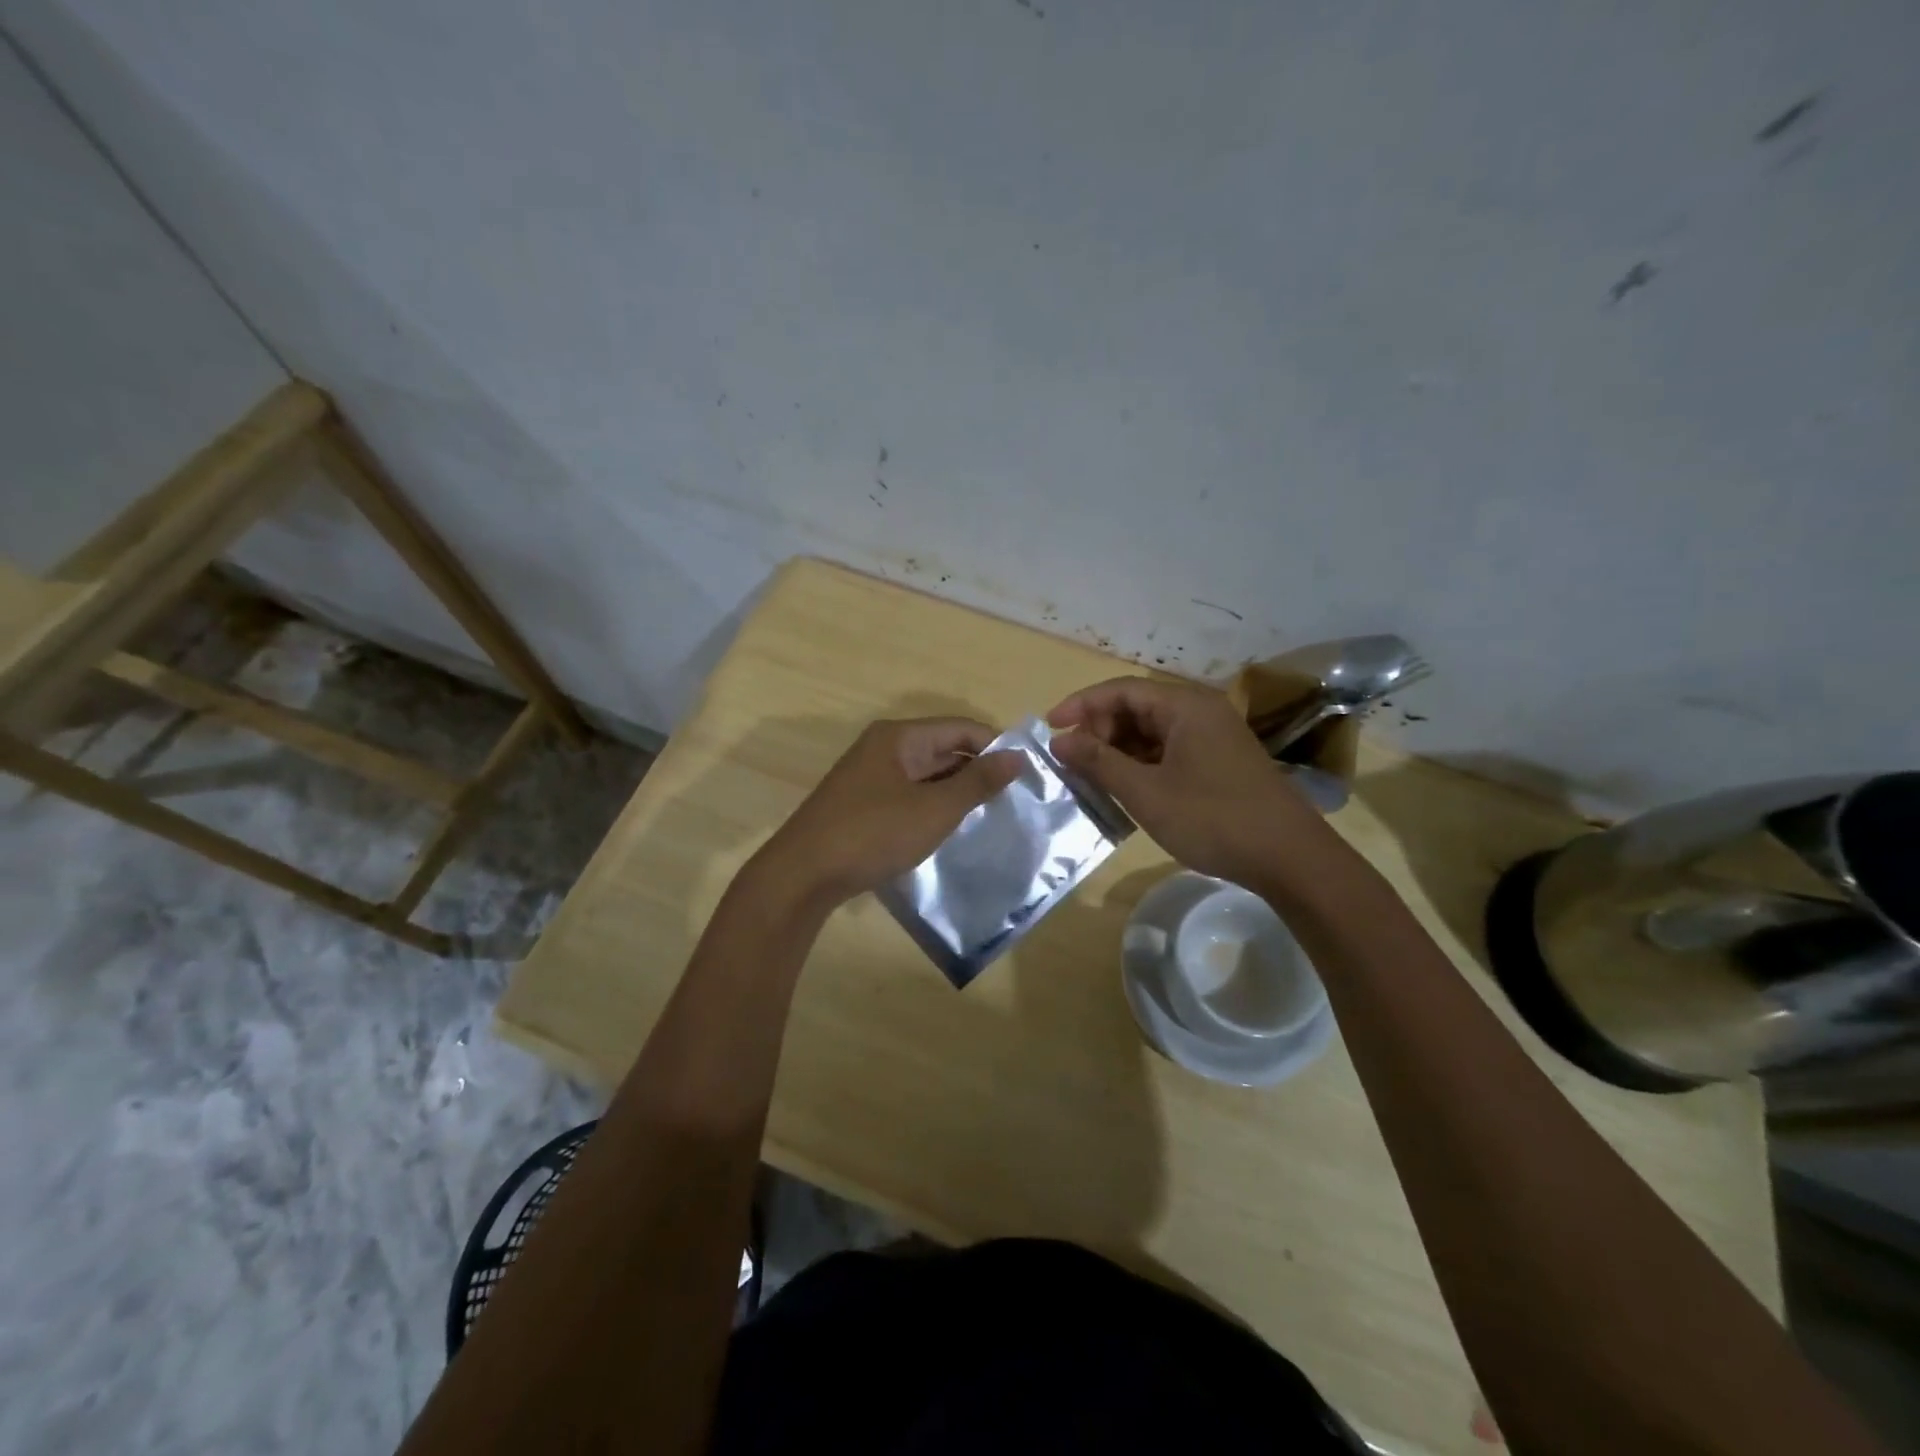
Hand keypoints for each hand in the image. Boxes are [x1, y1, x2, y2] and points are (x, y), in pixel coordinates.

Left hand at [755, 717, 1024, 907]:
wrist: (803, 875)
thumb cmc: (873, 833)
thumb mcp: (934, 809)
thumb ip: (977, 782)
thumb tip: (1017, 756)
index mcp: (900, 737)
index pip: (961, 727)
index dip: (996, 746)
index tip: (1027, 773)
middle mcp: (884, 748)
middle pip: (943, 748)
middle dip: (978, 770)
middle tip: (1015, 798)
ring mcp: (870, 775)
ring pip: (927, 774)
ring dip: (956, 790)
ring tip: (991, 814)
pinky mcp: (863, 802)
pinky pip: (909, 793)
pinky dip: (933, 805)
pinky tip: (950, 827)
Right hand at [1047, 678, 1331, 887]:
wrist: (1290, 859)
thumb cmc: (1213, 819)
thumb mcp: (1146, 792)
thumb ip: (1099, 762)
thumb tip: (1059, 741)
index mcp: (1185, 706)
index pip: (1120, 690)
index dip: (1080, 705)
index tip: (1049, 729)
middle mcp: (1200, 712)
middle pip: (1135, 707)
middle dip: (1099, 730)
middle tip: (1074, 762)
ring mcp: (1212, 737)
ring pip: (1151, 732)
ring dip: (1118, 750)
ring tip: (1092, 778)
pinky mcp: (1218, 762)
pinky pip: (1168, 751)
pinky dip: (1141, 764)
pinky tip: (1125, 789)